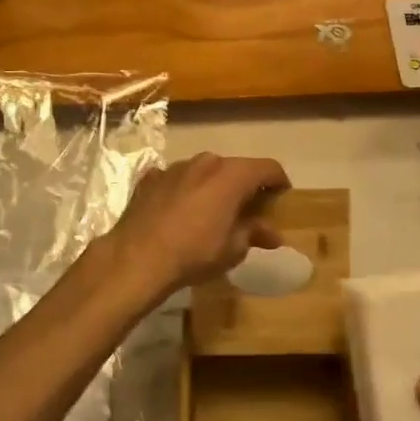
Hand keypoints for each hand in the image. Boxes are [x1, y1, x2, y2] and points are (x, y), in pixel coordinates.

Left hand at [100, 153, 289, 299]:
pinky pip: (176, 180)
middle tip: (248, 209)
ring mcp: (175, 167)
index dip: (278, 180)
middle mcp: (205, 162)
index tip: (282, 195)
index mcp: (231, 175)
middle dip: (244, 185)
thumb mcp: (233, 249)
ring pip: (204, 171)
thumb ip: (254, 233)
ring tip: (212, 212)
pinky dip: (184, 191)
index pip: (267, 168)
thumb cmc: (195, 253)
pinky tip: (180, 212)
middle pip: (234, 168)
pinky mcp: (150, 178)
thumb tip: (273, 233)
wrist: (137, 258)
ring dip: (212, 186)